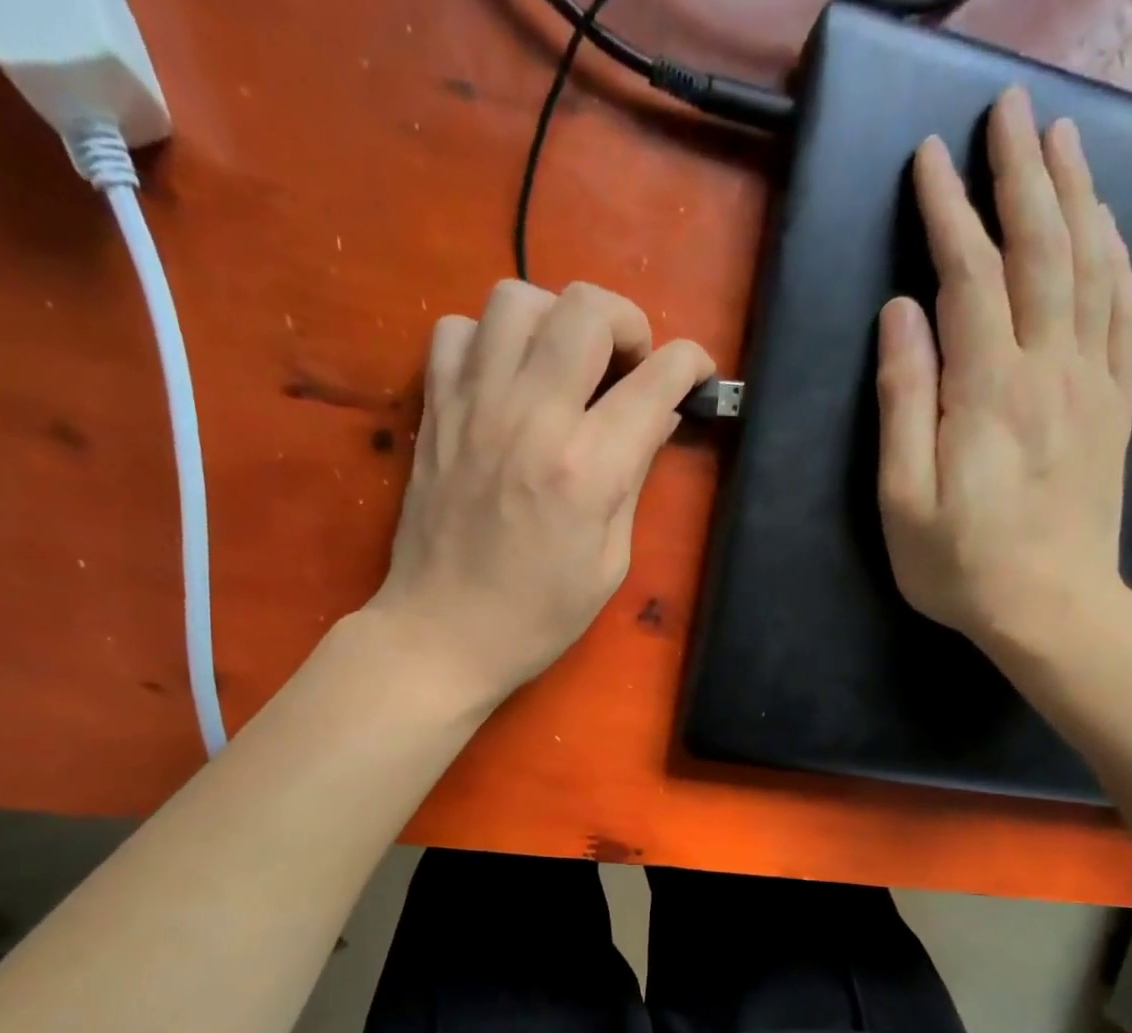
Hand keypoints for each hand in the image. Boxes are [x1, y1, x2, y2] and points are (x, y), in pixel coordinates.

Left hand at [370, 280, 713, 705]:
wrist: (442, 635)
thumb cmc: (537, 616)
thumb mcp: (609, 563)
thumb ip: (634, 480)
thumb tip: (655, 420)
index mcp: (586, 469)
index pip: (655, 379)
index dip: (690, 364)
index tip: (696, 375)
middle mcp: (531, 418)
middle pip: (587, 308)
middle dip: (627, 323)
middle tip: (628, 366)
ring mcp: (474, 407)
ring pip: (517, 298)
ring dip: (555, 319)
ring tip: (564, 364)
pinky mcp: (435, 411)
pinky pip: (456, 330)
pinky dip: (487, 340)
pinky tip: (504, 380)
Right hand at [876, 87, 1131, 659]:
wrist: (1053, 610)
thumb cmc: (961, 566)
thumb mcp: (903, 499)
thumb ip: (903, 404)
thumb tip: (901, 316)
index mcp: (989, 390)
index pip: (970, 275)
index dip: (949, 212)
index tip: (929, 158)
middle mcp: (1050, 367)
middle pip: (1043, 248)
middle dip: (1023, 173)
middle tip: (1009, 110)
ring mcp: (1093, 382)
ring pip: (1092, 265)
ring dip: (1077, 195)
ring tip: (1062, 139)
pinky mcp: (1116, 404)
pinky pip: (1127, 312)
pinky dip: (1118, 257)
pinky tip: (1109, 230)